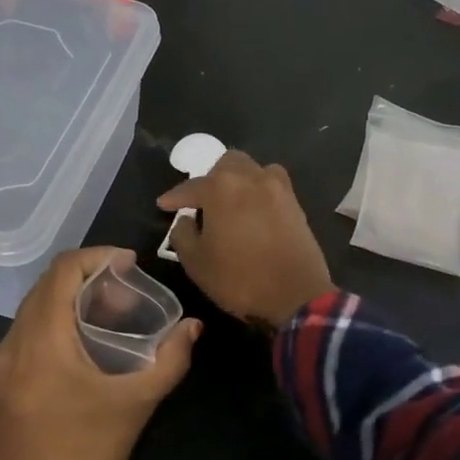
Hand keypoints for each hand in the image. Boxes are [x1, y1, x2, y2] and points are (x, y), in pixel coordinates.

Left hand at [0, 248, 201, 459]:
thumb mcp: (134, 408)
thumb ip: (168, 362)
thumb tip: (193, 328)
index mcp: (42, 340)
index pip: (62, 270)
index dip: (98, 257)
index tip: (133, 264)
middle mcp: (15, 343)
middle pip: (47, 285)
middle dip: (89, 276)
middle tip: (130, 289)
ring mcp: (5, 365)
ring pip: (37, 308)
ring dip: (73, 299)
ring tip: (116, 312)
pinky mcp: (6, 384)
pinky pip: (32, 332)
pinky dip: (60, 321)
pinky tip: (91, 344)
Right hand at [157, 151, 334, 327]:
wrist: (296, 296)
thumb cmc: (239, 279)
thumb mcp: (196, 262)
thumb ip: (183, 234)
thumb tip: (186, 219)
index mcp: (222, 188)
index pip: (191, 186)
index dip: (174, 197)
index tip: (163, 205)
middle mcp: (251, 178)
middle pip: (227, 164)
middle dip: (211, 178)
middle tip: (202, 201)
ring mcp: (278, 189)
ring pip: (254, 169)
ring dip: (238, 179)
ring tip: (231, 202)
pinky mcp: (296, 204)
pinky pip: (273, 185)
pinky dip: (259, 191)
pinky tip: (254, 210)